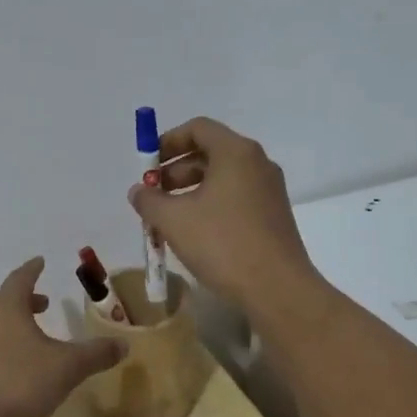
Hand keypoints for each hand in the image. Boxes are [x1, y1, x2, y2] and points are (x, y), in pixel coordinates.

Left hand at [0, 258, 125, 416]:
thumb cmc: (19, 384)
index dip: (33, 269)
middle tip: (43, 302)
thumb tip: (124, 344)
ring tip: (32, 336)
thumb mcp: (67, 367)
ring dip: (12, 325)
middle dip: (25, 299)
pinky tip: (14, 367)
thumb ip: (96, 353)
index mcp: (5, 308)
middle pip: (4, 301)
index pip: (20, 278)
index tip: (40, 261)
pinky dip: (1, 347)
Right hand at [128, 116, 322, 310]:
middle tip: (153, 195)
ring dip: (190, 190)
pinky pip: (235, 198)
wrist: (277, 289)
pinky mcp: (273, 216)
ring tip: (168, 218)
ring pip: (222, 178)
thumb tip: (138, 191)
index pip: (198, 128)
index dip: (167, 142)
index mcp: (236, 152)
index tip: (147, 166)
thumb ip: (149, 200)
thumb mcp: (173, 220)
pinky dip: (210, 205)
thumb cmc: (222, 244)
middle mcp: (257, 164)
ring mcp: (269, 191)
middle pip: (210, 152)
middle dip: (176, 170)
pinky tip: (194, 233)